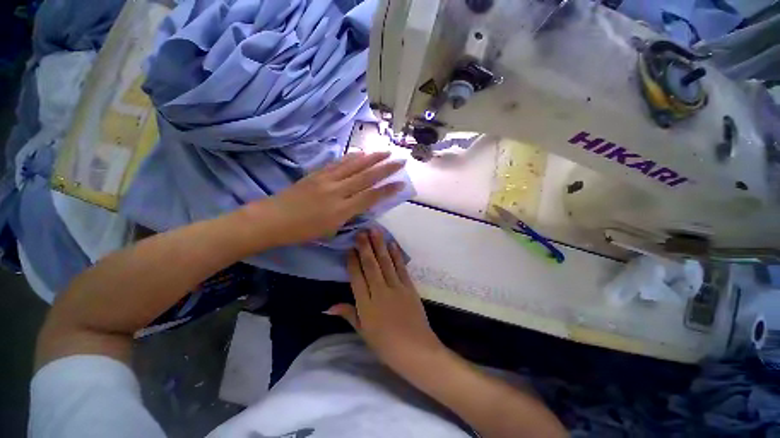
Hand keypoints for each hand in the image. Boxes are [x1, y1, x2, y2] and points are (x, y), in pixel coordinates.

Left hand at [247, 152, 404, 246]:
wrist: (272, 219)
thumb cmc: (303, 231)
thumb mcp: (331, 229)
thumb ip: (349, 216)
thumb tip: (362, 204)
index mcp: (341, 210)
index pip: (370, 197)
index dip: (387, 190)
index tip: (401, 183)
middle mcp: (337, 191)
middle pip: (366, 177)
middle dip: (386, 168)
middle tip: (400, 160)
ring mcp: (326, 179)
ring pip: (354, 166)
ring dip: (372, 158)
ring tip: (385, 152)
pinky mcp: (317, 173)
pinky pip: (338, 163)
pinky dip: (352, 157)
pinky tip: (360, 153)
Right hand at [328, 229, 445, 372]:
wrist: (415, 350)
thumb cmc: (386, 345)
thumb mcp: (363, 332)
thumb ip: (349, 314)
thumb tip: (328, 307)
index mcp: (366, 305)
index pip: (357, 278)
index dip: (353, 261)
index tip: (350, 248)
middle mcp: (379, 292)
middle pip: (371, 265)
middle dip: (365, 247)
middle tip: (361, 231)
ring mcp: (396, 288)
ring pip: (385, 263)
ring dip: (380, 245)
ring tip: (375, 231)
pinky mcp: (409, 287)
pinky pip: (401, 268)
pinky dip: (396, 255)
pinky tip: (392, 245)